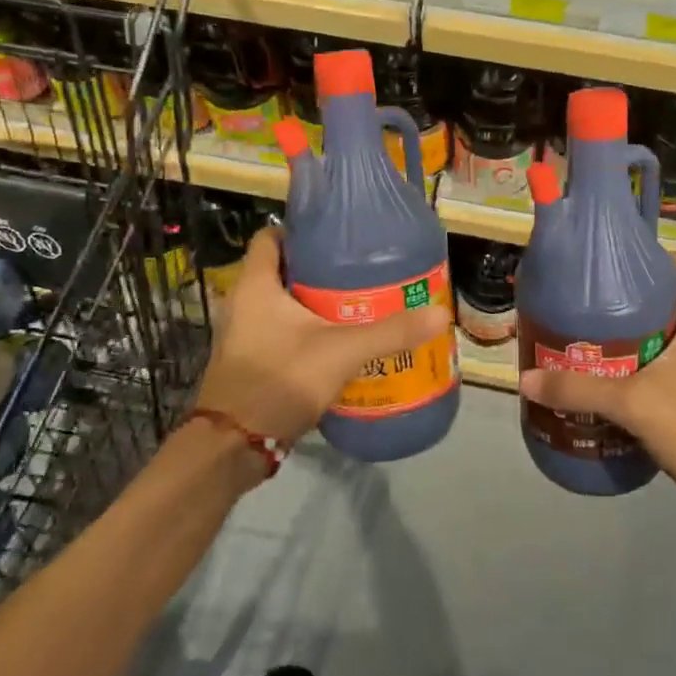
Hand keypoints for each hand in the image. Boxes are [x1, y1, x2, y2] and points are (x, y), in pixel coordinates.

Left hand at [194, 228, 450, 465]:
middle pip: (283, 269)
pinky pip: (282, 330)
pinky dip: (308, 329)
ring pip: (284, 303)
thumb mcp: (342, 352)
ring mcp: (245, 333)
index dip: (301, 231)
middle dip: (320, 268)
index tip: (338, 236)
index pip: (270, 236)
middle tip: (361, 270)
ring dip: (315, 301)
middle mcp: (244, 302)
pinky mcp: (252, 359)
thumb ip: (390, 333)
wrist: (235, 444)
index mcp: (256, 285)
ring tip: (358, 302)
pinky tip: (340, 340)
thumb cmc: (280, 380)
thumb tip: (440, 314)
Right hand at [519, 256, 675, 523]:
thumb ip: (579, 390)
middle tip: (600, 315)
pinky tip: (637, 382)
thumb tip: (525, 379)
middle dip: (641, 303)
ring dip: (652, 335)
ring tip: (610, 347)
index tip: (616, 278)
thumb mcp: (633, 406)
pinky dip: (667, 360)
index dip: (653, 263)